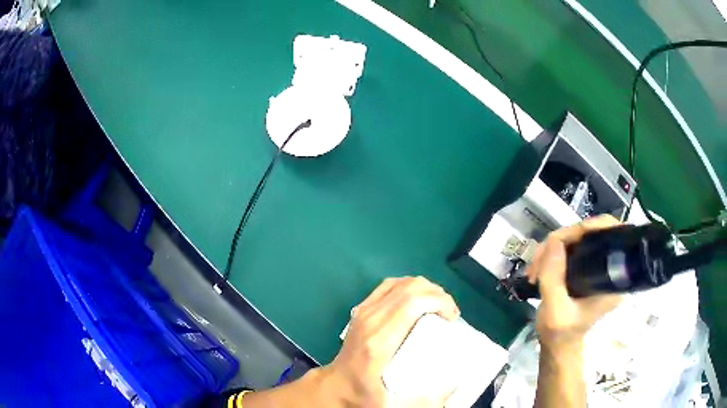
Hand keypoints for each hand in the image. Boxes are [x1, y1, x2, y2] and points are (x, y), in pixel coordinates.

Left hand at [323, 276, 459, 406]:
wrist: (336, 384)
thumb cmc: (364, 393)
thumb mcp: (392, 405)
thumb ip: (423, 401)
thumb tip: (453, 387)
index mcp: (379, 341)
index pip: (412, 303)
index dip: (439, 302)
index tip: (452, 318)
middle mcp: (370, 320)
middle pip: (409, 288)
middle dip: (437, 294)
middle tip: (450, 314)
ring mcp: (364, 311)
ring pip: (400, 283)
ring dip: (425, 289)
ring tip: (438, 307)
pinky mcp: (362, 308)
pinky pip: (389, 285)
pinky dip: (408, 286)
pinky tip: (418, 300)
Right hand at [527, 216, 622, 348]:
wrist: (556, 344)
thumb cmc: (560, 333)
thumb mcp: (554, 310)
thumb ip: (553, 278)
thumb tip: (553, 241)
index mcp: (613, 279)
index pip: (613, 235)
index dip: (593, 226)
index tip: (568, 236)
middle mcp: (609, 267)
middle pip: (590, 233)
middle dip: (562, 241)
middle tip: (539, 261)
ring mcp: (596, 266)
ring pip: (576, 239)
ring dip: (551, 249)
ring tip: (534, 270)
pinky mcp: (585, 267)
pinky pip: (570, 248)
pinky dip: (552, 254)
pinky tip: (538, 268)